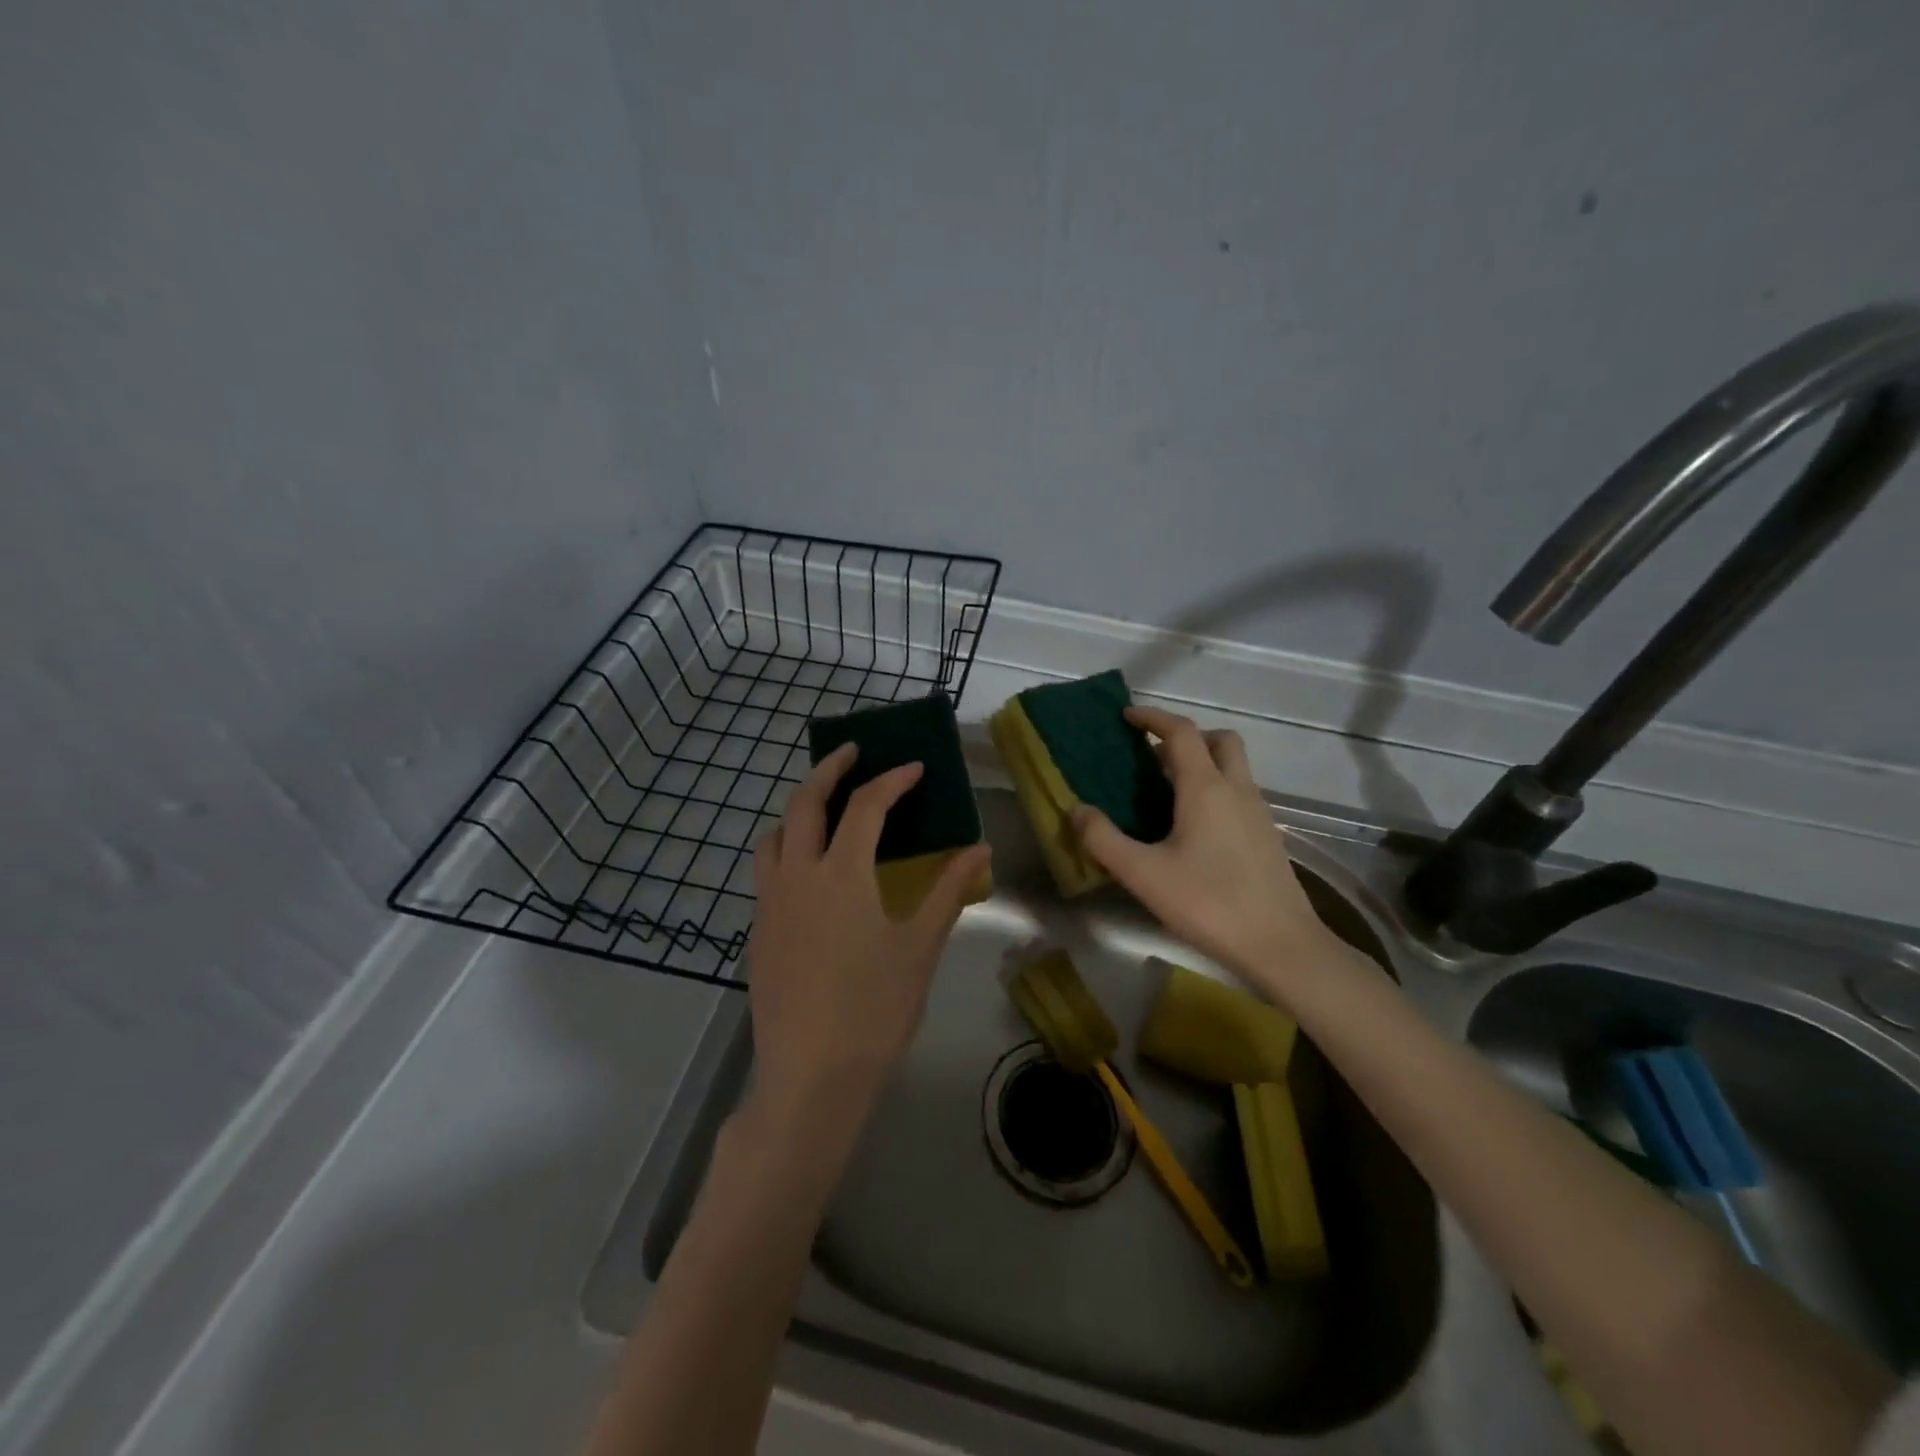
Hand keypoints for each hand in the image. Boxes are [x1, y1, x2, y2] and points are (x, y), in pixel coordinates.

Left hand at [746, 744, 991, 1128]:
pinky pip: (766, 872)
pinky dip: (786, 849)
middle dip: (828, 770)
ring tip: (823, 808)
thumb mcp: (920, 947)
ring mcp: (770, 905)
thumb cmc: (875, 1011)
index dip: (892, 781)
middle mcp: (797, 876)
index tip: (914, 767)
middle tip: (851, 752)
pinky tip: (809, 874)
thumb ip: (948, 891)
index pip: (865, 806)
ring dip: (797, 809)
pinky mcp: (757, 933)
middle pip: (804, 803)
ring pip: (773, 836)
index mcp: (841, 874)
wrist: (810, 1079)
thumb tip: (980, 850)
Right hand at [1072, 706, 1341, 995]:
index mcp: (1205, 788)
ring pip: (1233, 767)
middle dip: (1186, 737)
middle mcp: (1237, 789)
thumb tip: (1077, 810)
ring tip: (1167, 792)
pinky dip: (1215, 790)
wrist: (1280, 945)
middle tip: (1154, 757)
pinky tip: (1194, 827)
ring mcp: (1258, 812)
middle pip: (1219, 740)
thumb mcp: (1144, 874)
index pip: (1181, 732)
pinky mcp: (1267, 836)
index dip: (1153, 718)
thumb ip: (1103, 840)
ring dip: (1203, 763)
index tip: (1127, 717)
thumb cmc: (1208, 903)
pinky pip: (1239, 793)